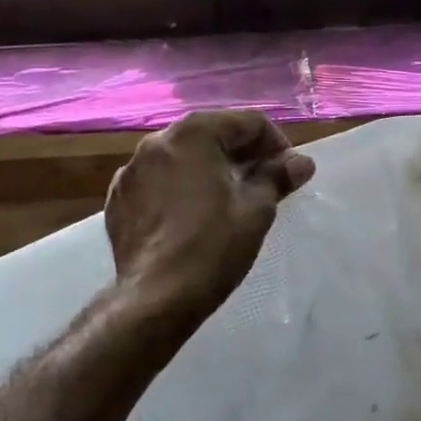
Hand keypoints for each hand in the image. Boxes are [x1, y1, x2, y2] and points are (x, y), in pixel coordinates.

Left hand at [105, 110, 314, 316]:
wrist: (156, 298)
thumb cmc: (213, 246)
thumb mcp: (256, 209)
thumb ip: (278, 176)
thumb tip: (301, 162)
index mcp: (193, 133)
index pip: (247, 122)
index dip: (275, 143)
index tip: (288, 171)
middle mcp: (156, 141)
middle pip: (212, 134)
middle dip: (242, 154)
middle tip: (264, 183)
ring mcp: (131, 170)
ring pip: (182, 157)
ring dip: (210, 169)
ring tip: (229, 200)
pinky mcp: (119, 198)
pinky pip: (159, 180)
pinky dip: (180, 187)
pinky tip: (193, 216)